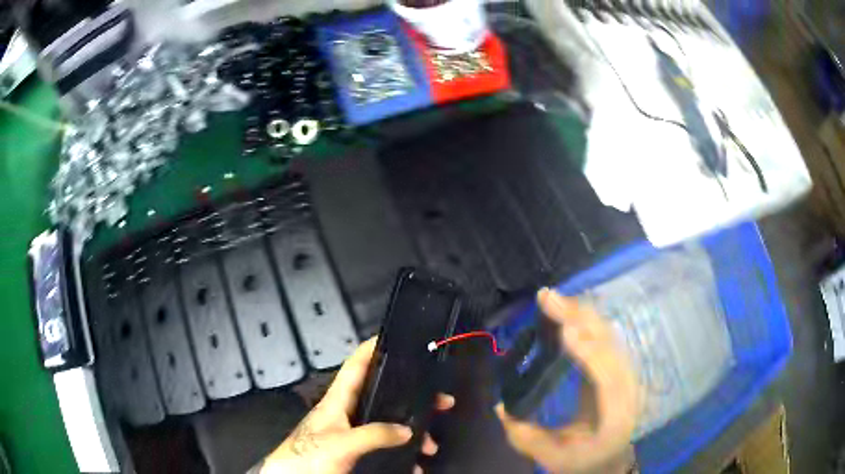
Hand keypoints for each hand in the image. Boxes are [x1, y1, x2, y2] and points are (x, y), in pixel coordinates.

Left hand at [258, 337, 454, 473]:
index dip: (372, 348)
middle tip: (439, 401)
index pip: (355, 366)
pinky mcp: (355, 451)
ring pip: (388, 425)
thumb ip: (373, 434)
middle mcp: (346, 413)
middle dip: (411, 398)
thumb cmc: (309, 456)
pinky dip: (402, 453)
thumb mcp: (341, 443)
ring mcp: (351, 433)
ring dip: (412, 433)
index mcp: (337, 401)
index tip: (393, 338)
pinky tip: (414, 463)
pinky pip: (385, 447)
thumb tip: (406, 430)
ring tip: (430, 445)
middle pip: (383, 396)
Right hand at [495, 289, 638, 473]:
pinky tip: (568, 310)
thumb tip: (501, 406)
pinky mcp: (617, 366)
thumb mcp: (552, 457)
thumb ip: (526, 437)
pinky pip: (605, 336)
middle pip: (610, 346)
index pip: (608, 379)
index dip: (590, 353)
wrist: (610, 458)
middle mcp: (627, 389)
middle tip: (547, 299)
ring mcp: (626, 374)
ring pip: (609, 335)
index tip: (566, 331)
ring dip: (582, 314)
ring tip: (553, 299)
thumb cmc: (583, 460)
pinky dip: (586, 319)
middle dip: (580, 319)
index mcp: (615, 416)